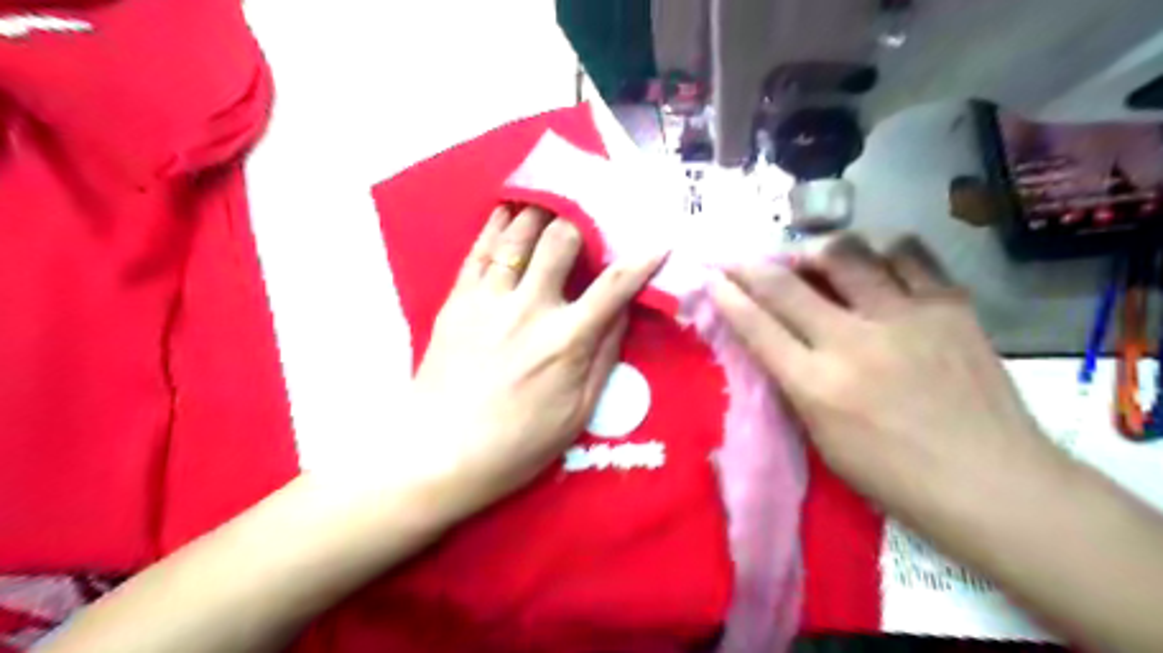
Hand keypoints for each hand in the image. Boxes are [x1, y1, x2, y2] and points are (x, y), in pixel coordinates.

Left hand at [407, 207, 661, 511]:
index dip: (642, 261)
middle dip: (582, 221)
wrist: (439, 453)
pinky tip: (507, 211)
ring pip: (518, 235)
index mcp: (566, 340)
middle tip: (590, 218)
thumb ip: (603, 356)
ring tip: (552, 201)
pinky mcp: (457, 300)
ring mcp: (489, 299)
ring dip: (540, 212)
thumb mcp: (578, 412)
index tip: (658, 243)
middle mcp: (529, 308)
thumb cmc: (517, 443)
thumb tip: (622, 311)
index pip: (614, 286)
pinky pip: (480, 251)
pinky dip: (496, 225)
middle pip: (561, 241)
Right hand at [708, 237, 1061, 516]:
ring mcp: (905, 317)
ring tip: (811, 259)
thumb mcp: (822, 440)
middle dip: (751, 265)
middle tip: (738, 257)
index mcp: (818, 386)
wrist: (993, 482)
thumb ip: (794, 385)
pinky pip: (907, 254)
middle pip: (787, 284)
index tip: (711, 276)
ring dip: (815, 250)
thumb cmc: (895, 476)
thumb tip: (774, 341)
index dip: (727, 296)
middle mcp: (854, 342)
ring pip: (846, 254)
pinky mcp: (949, 305)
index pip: (757, 326)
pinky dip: (880, 251)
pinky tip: (873, 262)